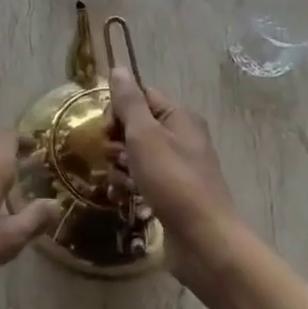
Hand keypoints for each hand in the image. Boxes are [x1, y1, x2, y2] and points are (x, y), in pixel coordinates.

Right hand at [109, 69, 241, 293]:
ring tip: (115, 181)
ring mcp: (179, 167)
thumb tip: (118, 69)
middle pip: (137, 126)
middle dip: (116, 140)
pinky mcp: (173, 193)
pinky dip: (131, 185)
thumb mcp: (145, 135)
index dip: (118, 108)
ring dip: (120, 165)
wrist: (203, 239)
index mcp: (179, 117)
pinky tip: (122, 197)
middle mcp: (182, 137)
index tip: (104, 128)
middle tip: (108, 157)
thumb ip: (129, 102)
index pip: (141, 96)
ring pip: (137, 155)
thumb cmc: (172, 181)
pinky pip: (144, 179)